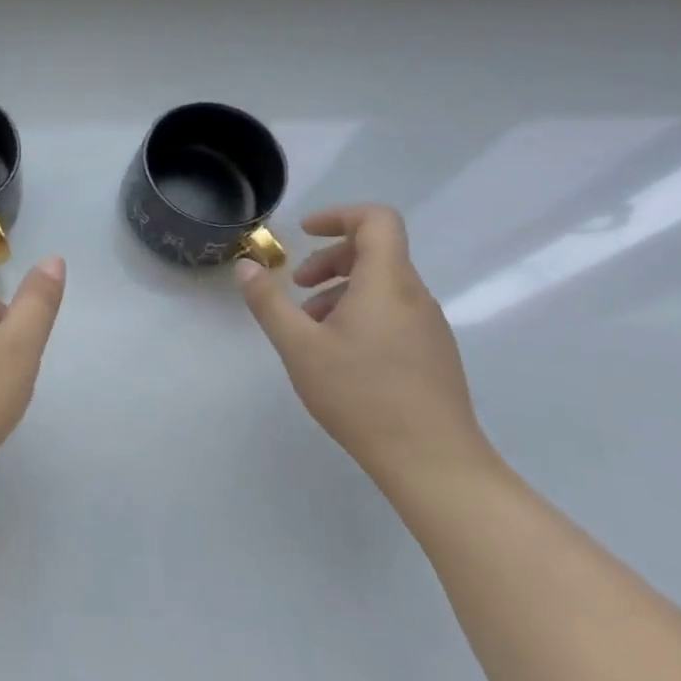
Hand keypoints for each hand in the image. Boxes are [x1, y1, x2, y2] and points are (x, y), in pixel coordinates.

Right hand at [236, 204, 492, 490]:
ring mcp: (430, 327)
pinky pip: (394, 313)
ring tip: (310, 328)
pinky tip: (338, 355)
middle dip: (329, 259)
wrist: (435, 464)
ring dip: (341, 291)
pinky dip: (360, 314)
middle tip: (296, 287)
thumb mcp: (299, 347)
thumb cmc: (362, 396)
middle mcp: (415, 296)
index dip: (339, 215)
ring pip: (383, 286)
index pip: (377, 220)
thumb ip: (269, 302)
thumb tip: (246, 266)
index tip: (305, 233)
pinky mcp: (434, 354)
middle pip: (376, 252)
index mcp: (387, 283)